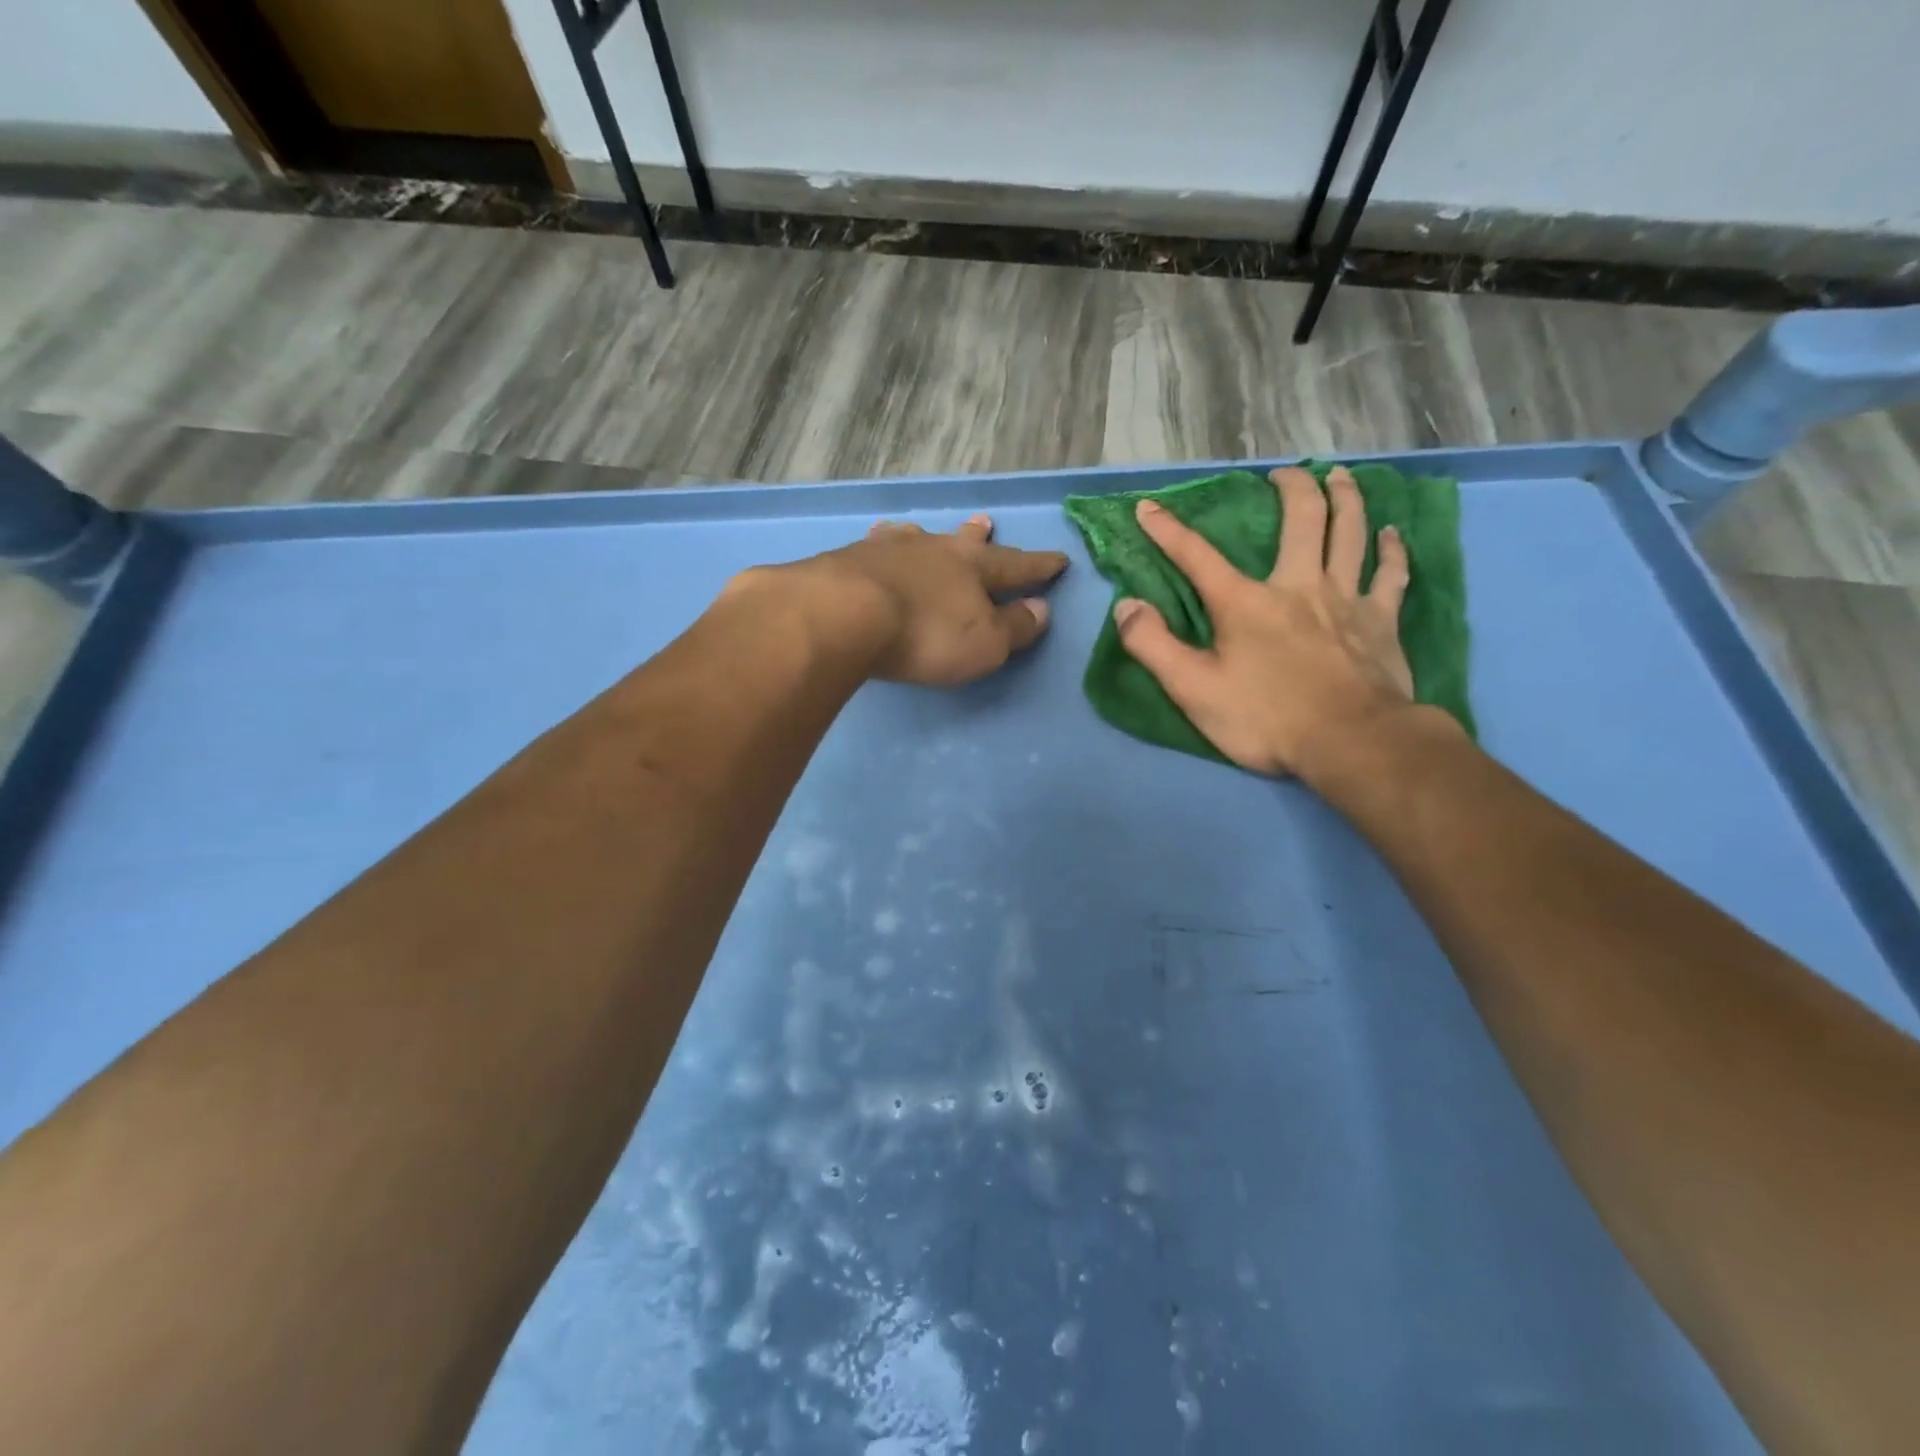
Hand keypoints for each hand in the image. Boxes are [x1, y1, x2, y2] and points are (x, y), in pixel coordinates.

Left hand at [804, 514, 1067, 686]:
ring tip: (920, 530)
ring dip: (923, 536)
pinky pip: (873, 547)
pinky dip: (881, 547)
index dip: (1039, 565)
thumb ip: (1015, 627)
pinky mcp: (847, 560)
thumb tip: (1042, 609)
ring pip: (913, 537)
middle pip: (962, 541)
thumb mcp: (985, 643)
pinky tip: (872, 544)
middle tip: (985, 521)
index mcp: (973, 567)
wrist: (844, 615)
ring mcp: (887, 550)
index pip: (1015, 564)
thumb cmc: (926, 635)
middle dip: (978, 535)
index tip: (1059, 558)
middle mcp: (933, 549)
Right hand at [1113, 466, 1428, 777]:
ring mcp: (1346, 599)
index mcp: (1245, 603)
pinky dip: (1392, 550)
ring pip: (1351, 532)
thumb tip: (1126, 606)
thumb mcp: (1192, 689)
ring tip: (1340, 476)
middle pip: (1302, 519)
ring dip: (1346, 498)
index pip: (1197, 556)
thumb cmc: (1265, 718)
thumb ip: (1153, 645)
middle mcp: (1298, 586)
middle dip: (1291, 488)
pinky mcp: (1381, 621)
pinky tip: (1391, 535)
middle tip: (1282, 474)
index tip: (1148, 506)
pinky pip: (1391, 574)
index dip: (1168, 530)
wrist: (1351, 743)